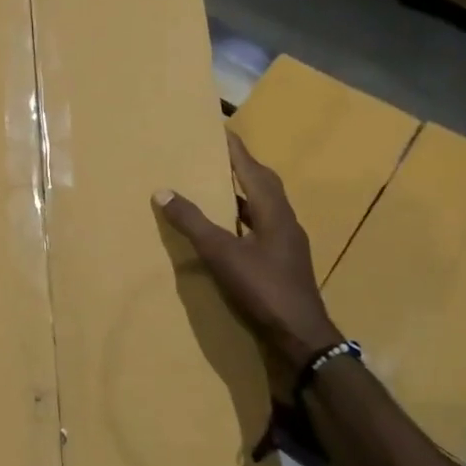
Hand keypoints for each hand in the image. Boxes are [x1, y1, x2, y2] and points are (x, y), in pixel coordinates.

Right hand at [154, 131, 343, 370]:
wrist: (302, 337)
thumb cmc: (264, 289)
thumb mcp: (222, 254)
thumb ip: (193, 222)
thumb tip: (163, 190)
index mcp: (274, 211)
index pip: (252, 169)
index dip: (236, 149)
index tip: (220, 129)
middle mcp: (285, 221)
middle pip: (264, 184)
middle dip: (242, 167)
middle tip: (217, 155)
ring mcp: (288, 244)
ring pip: (265, 207)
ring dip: (244, 193)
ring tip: (218, 187)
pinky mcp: (285, 263)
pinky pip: (263, 227)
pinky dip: (245, 218)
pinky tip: (230, 230)